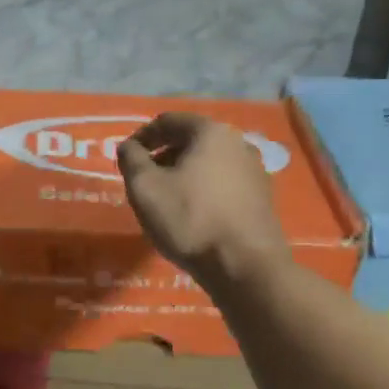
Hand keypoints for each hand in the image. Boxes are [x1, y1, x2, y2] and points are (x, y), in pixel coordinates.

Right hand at [117, 114, 291, 290]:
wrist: (246, 267)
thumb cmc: (190, 220)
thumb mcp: (145, 188)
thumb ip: (131, 159)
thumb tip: (128, 146)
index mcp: (211, 132)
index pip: (168, 121)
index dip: (142, 136)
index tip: (126, 158)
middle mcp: (238, 143)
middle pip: (191, 140)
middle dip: (163, 156)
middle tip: (143, 180)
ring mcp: (255, 171)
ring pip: (209, 163)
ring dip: (184, 174)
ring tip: (166, 200)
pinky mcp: (262, 198)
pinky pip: (224, 183)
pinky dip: (203, 190)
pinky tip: (193, 215)